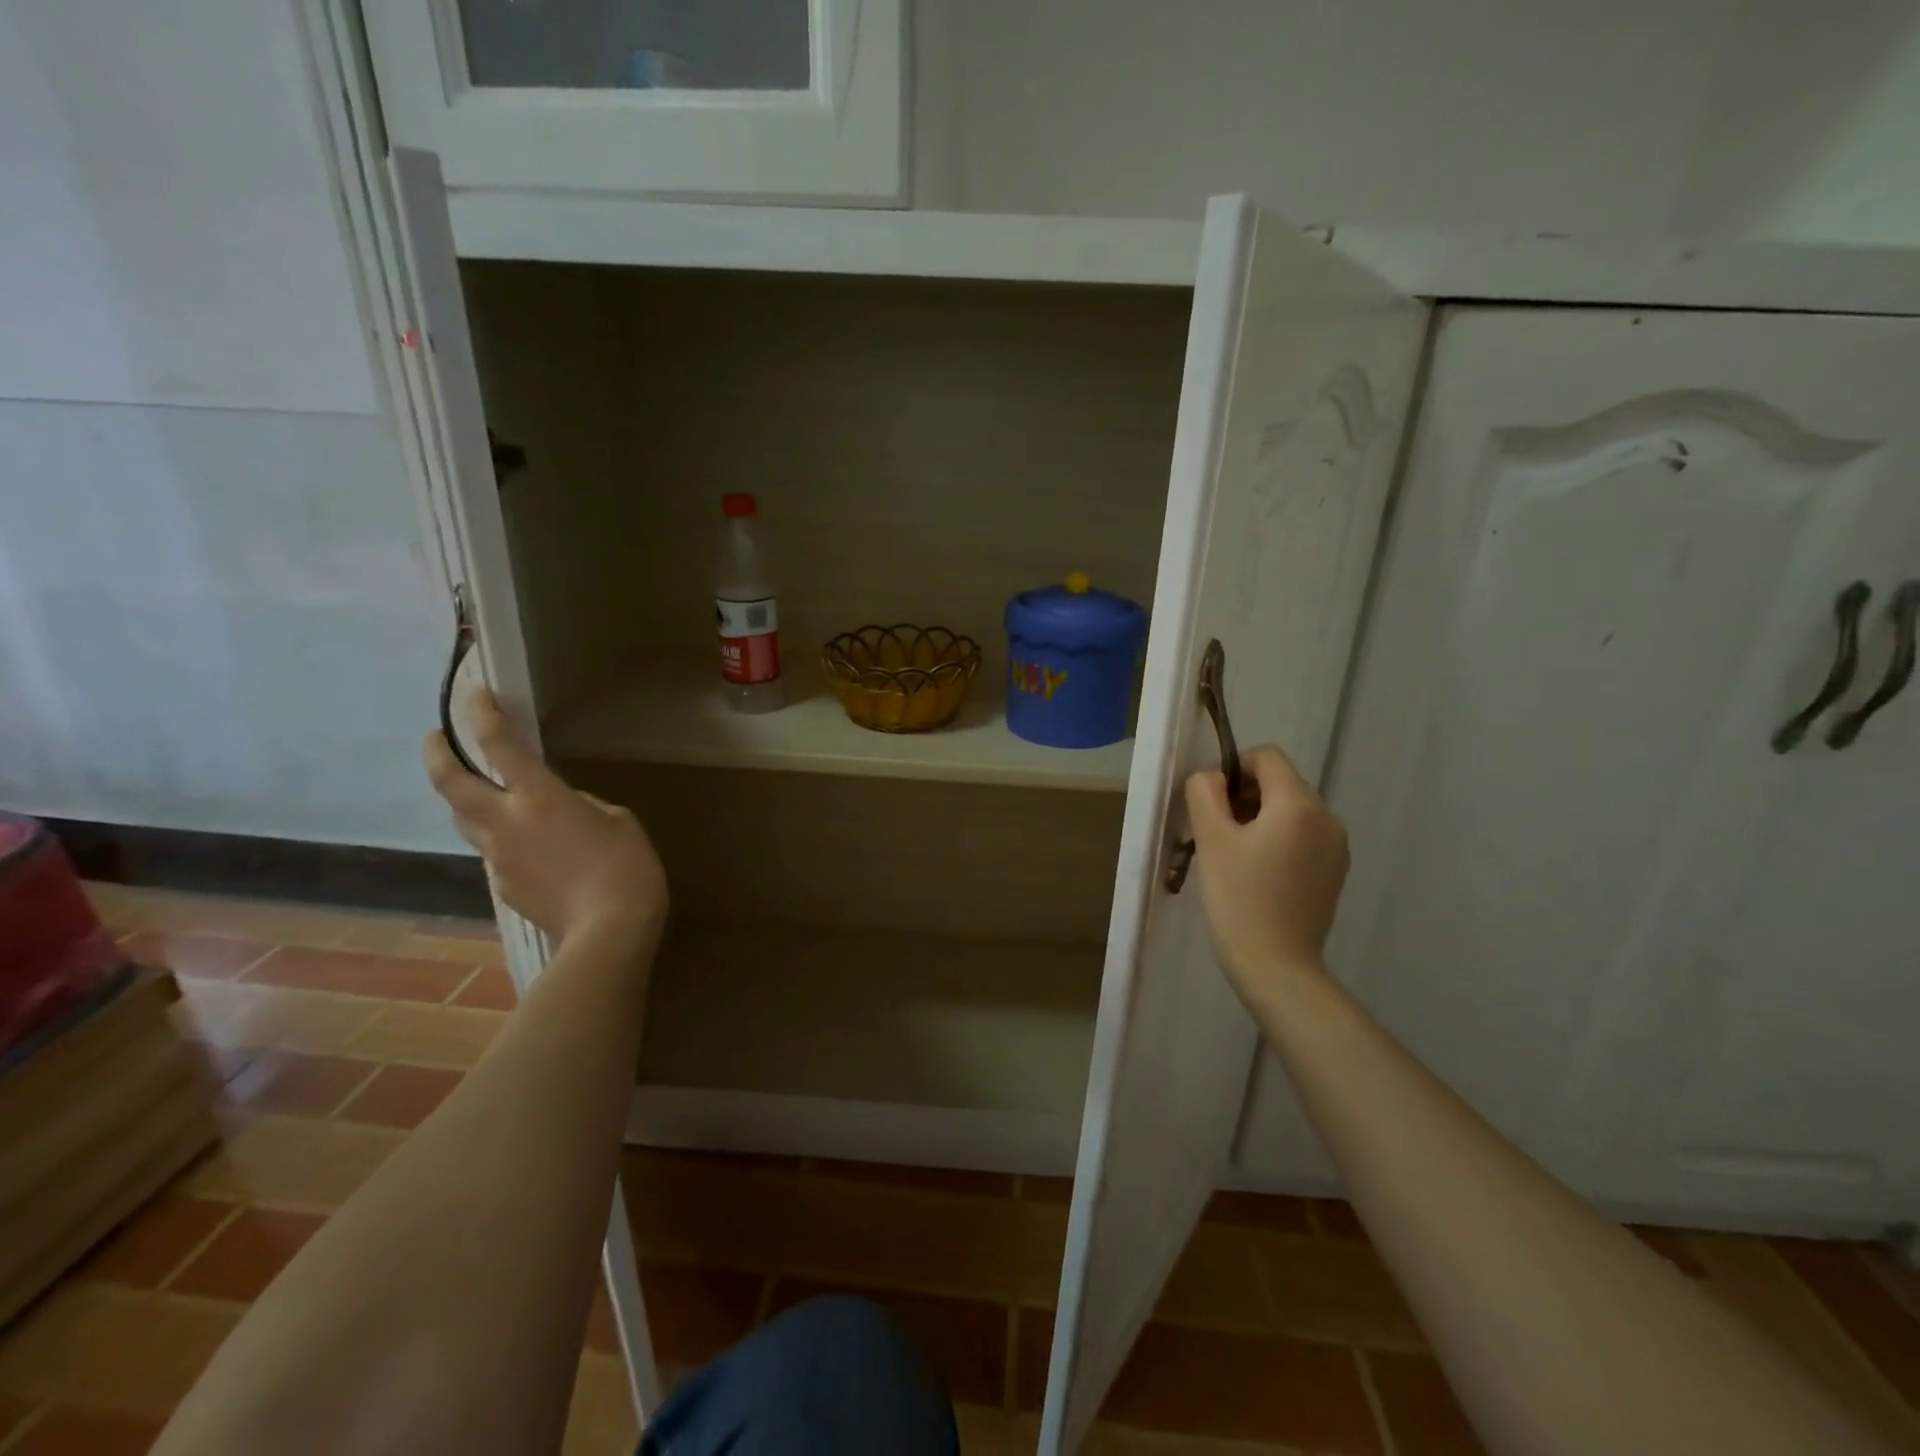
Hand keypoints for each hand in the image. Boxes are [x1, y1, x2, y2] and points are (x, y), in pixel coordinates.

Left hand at [424, 688, 667, 943]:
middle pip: (451, 784)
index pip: (499, 745)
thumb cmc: (627, 865)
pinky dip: (498, 837)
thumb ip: (581, 805)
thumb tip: (561, 807)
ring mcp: (497, 857)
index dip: (483, 715)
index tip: (476, 694)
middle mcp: (505, 822)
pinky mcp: (502, 886)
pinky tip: (526, 846)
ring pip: (464, 819)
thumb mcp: (618, 820)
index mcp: (539, 797)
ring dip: (464, 798)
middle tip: (435, 738)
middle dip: (437, 755)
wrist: (608, 930)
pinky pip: (491, 851)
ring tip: (478, 790)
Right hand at [1183, 745, 1348, 995]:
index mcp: (1299, 804)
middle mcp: (1327, 818)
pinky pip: (1303, 837)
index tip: (1212, 804)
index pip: (1267, 757)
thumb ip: (1205, 793)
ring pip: (1292, 811)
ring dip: (1260, 819)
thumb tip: (1211, 777)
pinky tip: (1258, 873)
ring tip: (1235, 855)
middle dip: (1246, 796)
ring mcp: (1336, 847)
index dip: (1234, 768)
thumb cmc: (1239, 898)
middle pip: (1281, 783)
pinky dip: (1279, 840)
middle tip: (1217, 832)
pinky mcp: (1335, 872)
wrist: (1277, 966)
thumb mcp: (1211, 839)